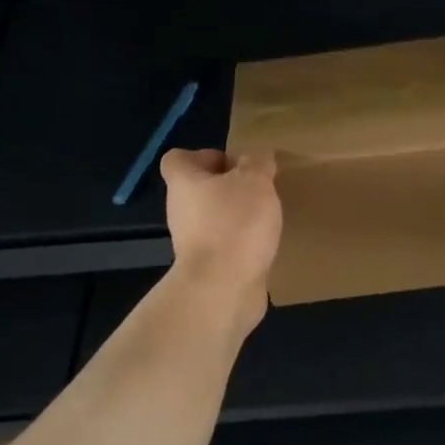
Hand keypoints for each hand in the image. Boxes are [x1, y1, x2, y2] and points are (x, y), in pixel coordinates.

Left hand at [161, 149, 282, 330]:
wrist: (223, 288)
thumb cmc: (235, 224)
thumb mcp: (255, 180)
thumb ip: (257, 161)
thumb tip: (256, 155)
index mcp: (184, 183)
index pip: (178, 158)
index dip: (204, 155)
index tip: (233, 164)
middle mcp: (181, 210)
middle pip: (198, 189)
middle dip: (228, 187)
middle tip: (258, 189)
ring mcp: (192, 242)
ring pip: (213, 218)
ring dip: (236, 216)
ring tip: (266, 216)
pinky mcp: (208, 267)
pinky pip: (225, 245)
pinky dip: (242, 243)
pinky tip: (265, 244)